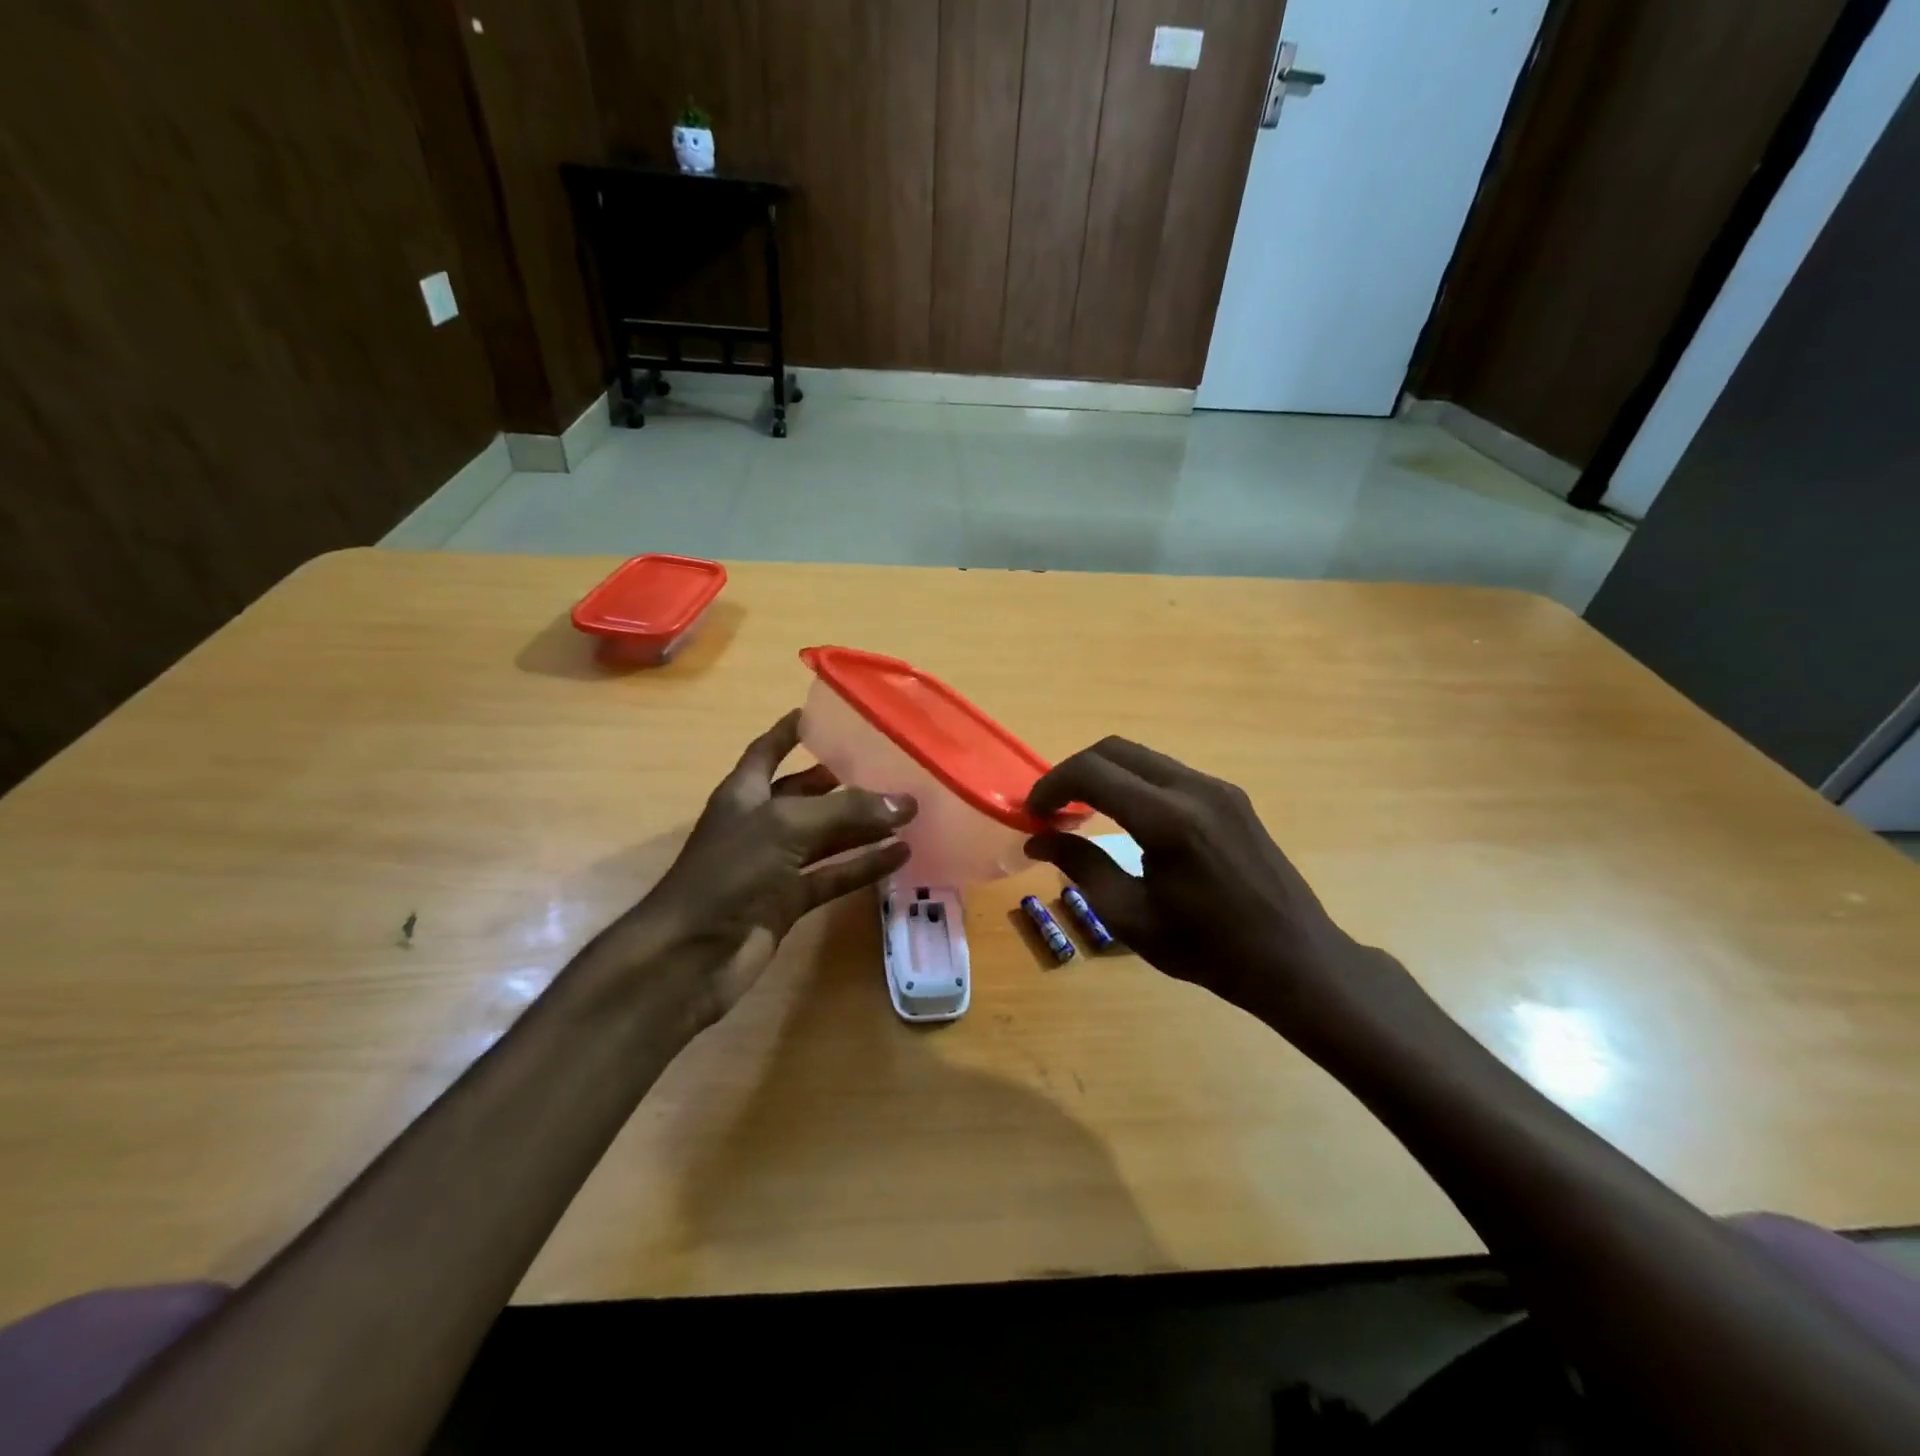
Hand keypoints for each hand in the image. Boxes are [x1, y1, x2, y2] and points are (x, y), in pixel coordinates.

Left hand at [629, 709, 915, 1024]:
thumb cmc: (729, 873)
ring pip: (827, 837)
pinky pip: (833, 876)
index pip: (769, 749)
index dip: (792, 731)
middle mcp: (761, 823)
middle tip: (890, 767)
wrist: (691, 955)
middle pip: (807, 794)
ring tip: (909, 812)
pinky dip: (863, 866)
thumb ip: (846, 811)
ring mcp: (774, 865)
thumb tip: (905, 802)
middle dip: (844, 782)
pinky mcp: (788, 901)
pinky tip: (900, 856)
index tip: (825, 713)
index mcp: (745, 792)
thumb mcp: (787, 827)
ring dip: (863, 827)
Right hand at [1025, 737, 1419, 1047]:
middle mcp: (1194, 789)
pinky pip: (1168, 774)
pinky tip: (1127, 820)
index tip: (1033, 815)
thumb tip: (1038, 840)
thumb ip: (1081, 867)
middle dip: (1073, 773)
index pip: (1091, 773)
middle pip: (1115, 750)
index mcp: (1167, 821)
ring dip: (1104, 776)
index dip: (1051, 787)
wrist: (1294, 959)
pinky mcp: (1231, 797)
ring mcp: (1217, 788)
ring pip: (1142, 758)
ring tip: (1083, 815)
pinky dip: (1134, 785)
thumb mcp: (1131, 917)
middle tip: (1052, 811)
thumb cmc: (1207, 950)